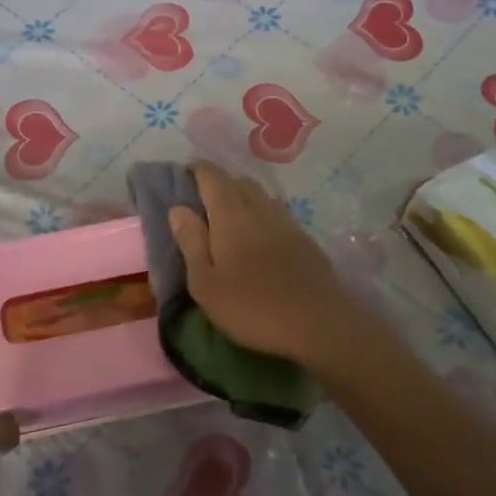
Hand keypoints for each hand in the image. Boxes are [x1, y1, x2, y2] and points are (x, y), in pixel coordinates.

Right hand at [168, 162, 373, 369]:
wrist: (317, 324)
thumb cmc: (251, 308)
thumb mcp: (206, 284)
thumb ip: (191, 242)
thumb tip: (178, 208)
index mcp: (231, 216)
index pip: (212, 177)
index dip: (197, 170)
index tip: (184, 175)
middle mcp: (261, 209)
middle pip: (239, 181)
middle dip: (220, 183)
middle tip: (204, 201)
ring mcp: (287, 223)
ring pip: (262, 196)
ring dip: (243, 197)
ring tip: (231, 218)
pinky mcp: (306, 240)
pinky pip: (278, 214)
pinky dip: (263, 214)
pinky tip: (260, 237)